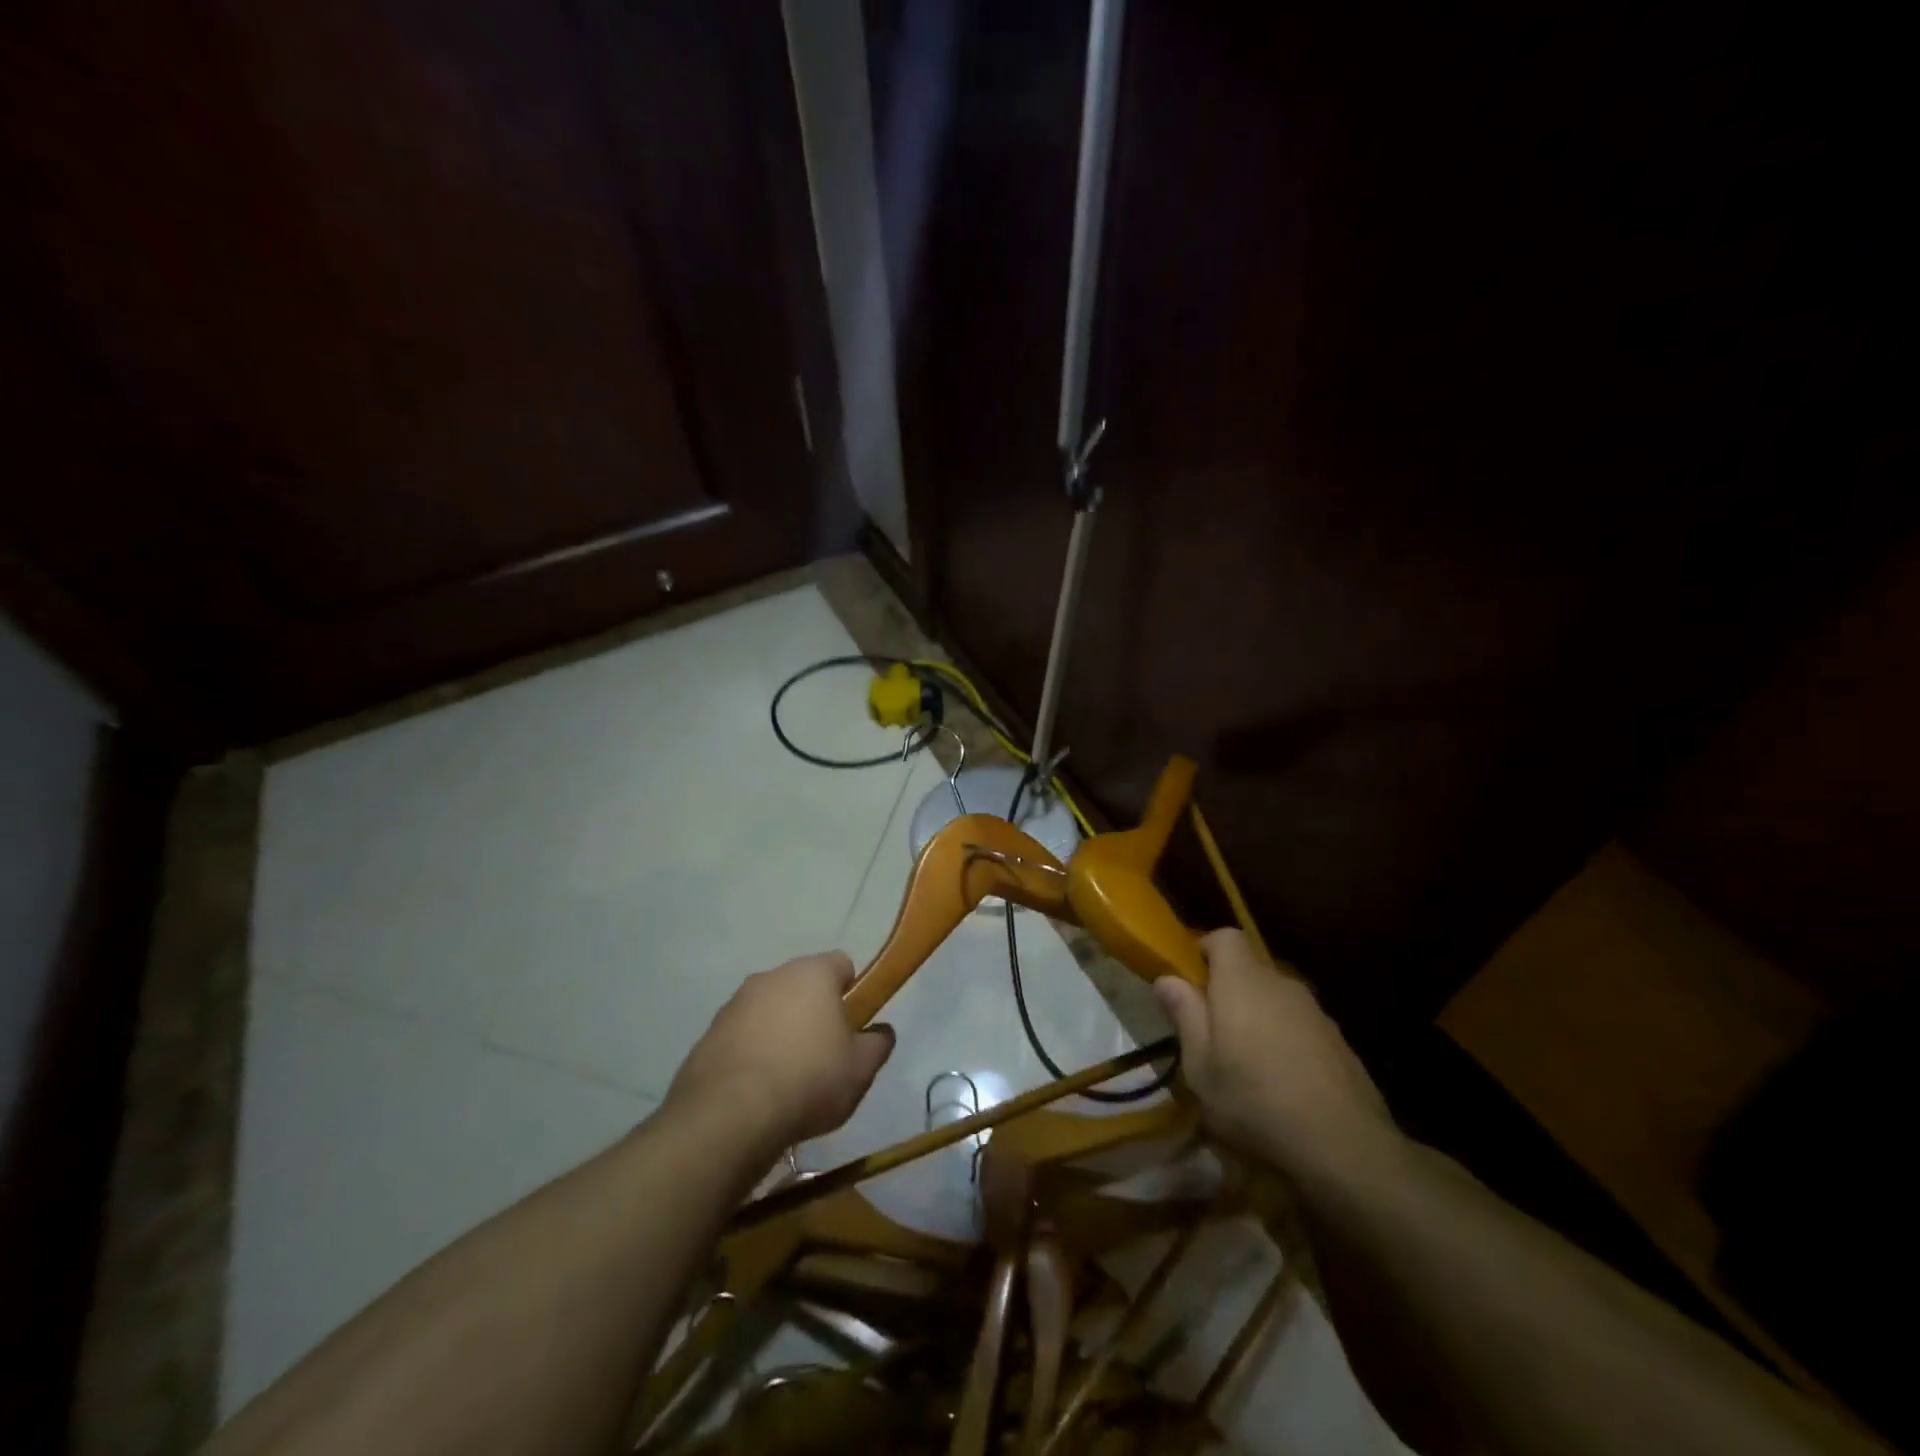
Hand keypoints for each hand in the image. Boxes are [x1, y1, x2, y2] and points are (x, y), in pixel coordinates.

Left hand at [664, 952, 894, 1158]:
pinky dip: (751, 1053)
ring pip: (769, 1010)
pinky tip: (756, 1091)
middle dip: (813, 1012)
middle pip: (802, 986)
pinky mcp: (707, 1035)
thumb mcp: (861, 1069)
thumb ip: (878, 1043)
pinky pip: (741, 1036)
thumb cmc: (808, 1081)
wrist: (728, 1117)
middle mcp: (771, 977)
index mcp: (811, 974)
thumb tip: (882, 1031)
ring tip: (787, 1079)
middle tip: (824, 1054)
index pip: (841, 964)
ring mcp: (734, 1004)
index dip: (852, 990)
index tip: (853, 1024)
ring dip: (780, 1032)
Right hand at [1153, 930, 1398, 1183]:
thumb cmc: (1254, 1102)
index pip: (1225, 936)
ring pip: (1276, 1000)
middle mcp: (1281, 985)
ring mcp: (1316, 1013)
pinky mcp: (1339, 1042)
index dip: (1205, 950)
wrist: (1346, 1149)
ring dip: (1258, 1018)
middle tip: (1211, 1032)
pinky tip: (1283, 1083)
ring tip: (1247, 1064)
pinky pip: (1300, 1026)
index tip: (1190, 981)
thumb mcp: (1200, 1067)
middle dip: (1228, 991)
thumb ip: (1184, 1015)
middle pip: (1250, 970)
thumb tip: (1167, 979)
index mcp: (1243, 982)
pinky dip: (1286, 1042)